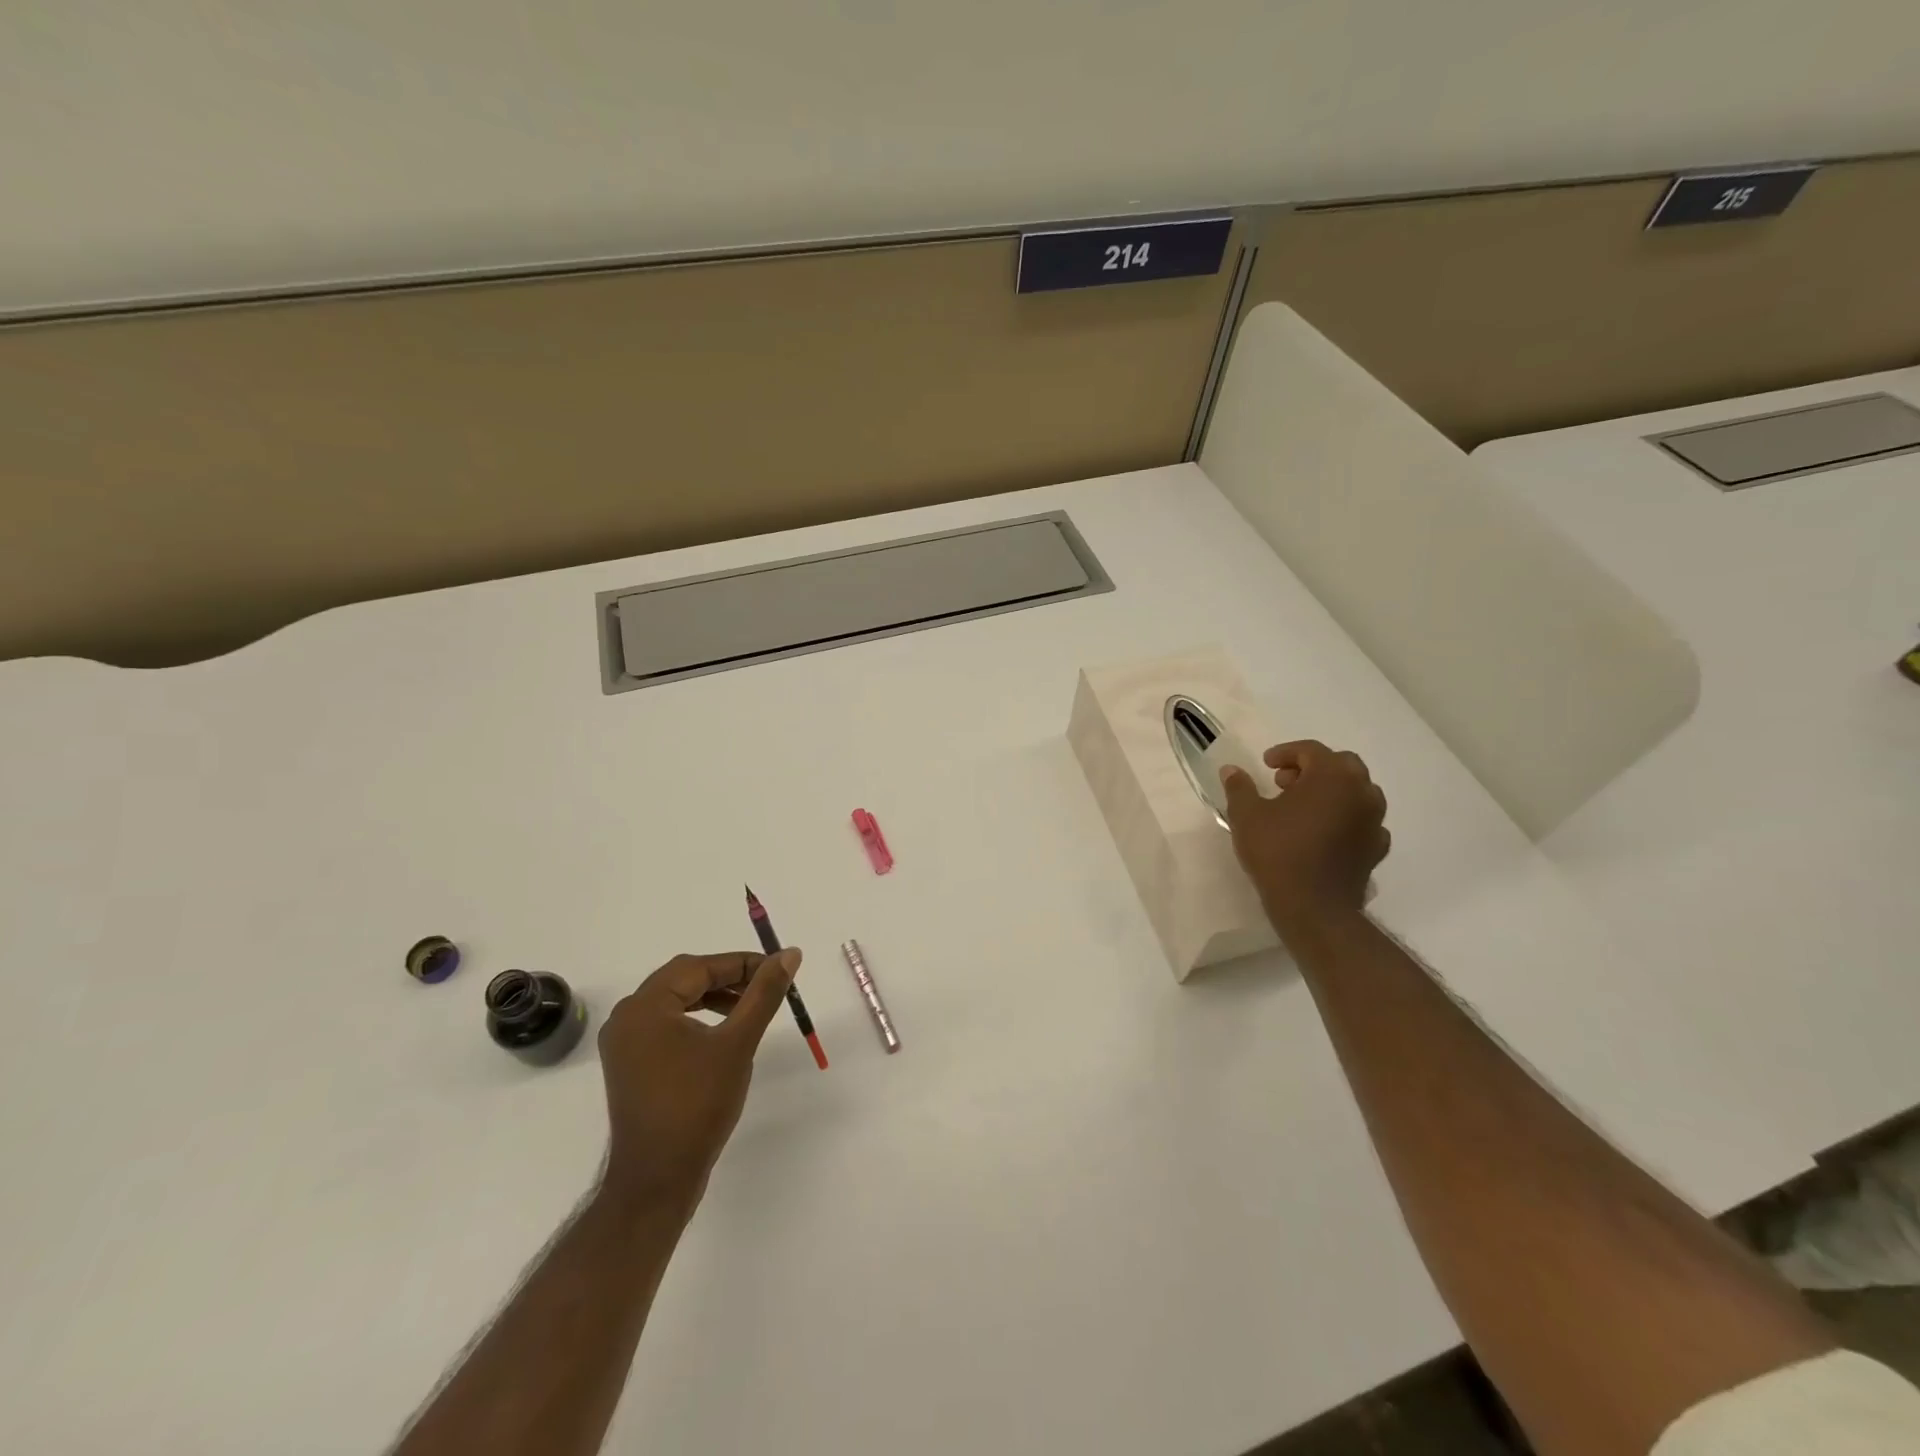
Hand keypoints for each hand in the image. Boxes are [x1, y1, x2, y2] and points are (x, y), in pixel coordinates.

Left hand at [596, 948, 799, 1212]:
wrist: (658, 1179)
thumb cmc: (697, 1105)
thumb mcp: (738, 1042)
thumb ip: (764, 993)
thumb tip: (790, 954)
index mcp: (645, 1006)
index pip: (699, 967)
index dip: (742, 963)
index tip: (778, 969)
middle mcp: (627, 1017)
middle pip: (684, 979)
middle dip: (728, 978)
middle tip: (766, 985)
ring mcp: (624, 1043)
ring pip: (676, 1001)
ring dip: (714, 997)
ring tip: (750, 1007)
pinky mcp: (630, 1064)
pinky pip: (667, 1024)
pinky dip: (697, 1019)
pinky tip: (722, 1033)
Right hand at [1220, 741, 1389, 935]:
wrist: (1313, 906)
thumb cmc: (1278, 852)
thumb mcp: (1247, 815)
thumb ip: (1240, 787)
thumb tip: (1231, 770)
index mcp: (1332, 776)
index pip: (1311, 750)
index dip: (1285, 753)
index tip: (1265, 765)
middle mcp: (1361, 791)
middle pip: (1341, 765)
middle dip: (1312, 768)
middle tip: (1284, 783)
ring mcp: (1374, 820)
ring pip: (1356, 792)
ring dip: (1331, 791)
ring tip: (1303, 808)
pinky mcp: (1376, 847)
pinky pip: (1363, 821)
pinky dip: (1345, 818)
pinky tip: (1324, 832)